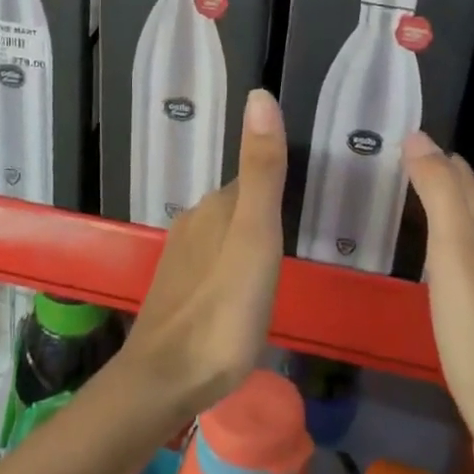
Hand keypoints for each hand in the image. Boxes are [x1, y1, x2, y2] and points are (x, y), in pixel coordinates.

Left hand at [121, 90, 287, 421]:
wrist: (167, 378)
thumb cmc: (223, 308)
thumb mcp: (255, 235)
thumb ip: (262, 170)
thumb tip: (259, 95)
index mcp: (217, 208)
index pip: (253, 179)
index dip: (277, 179)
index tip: (306, 187)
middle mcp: (195, 223)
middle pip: (238, 205)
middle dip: (263, 210)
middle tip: (298, 228)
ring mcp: (181, 259)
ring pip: (223, 235)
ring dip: (247, 240)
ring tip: (275, 261)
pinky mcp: (177, 292)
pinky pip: (212, 264)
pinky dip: (231, 266)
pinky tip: (242, 291)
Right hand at [402, 133, 473, 473]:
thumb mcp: (455, 258)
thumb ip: (439, 196)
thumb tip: (419, 137)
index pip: (470, 187)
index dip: (442, 166)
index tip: (412, 148)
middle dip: (451, 194)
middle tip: (410, 177)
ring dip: (457, 233)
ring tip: (425, 224)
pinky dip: (463, 270)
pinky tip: (449, 286)